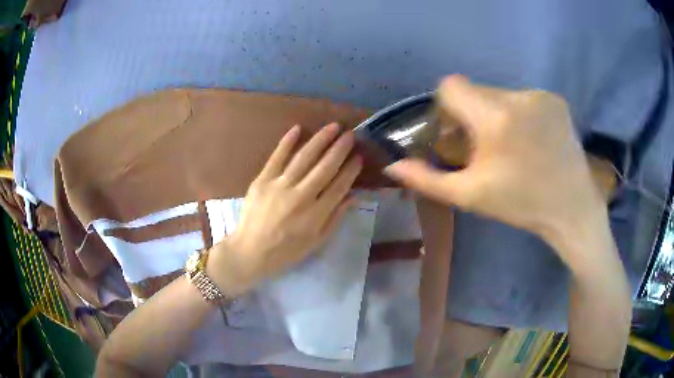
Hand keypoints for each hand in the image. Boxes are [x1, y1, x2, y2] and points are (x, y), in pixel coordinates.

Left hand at [208, 123, 361, 296]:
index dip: (351, 170)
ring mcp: (280, 186)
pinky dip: (287, 142)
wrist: (250, 251)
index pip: (339, 185)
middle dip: (340, 149)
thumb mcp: (316, 241)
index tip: (359, 157)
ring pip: (304, 157)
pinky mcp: (262, 180)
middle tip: (351, 134)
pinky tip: (298, 128)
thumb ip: (336, 218)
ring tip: (334, 126)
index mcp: (316, 214)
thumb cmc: (286, 251)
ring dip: (321, 140)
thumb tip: (354, 196)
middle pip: (325, 167)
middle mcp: (301, 196)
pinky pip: (277, 157)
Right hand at [384, 75, 606, 245]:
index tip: (460, 132)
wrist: (572, 209)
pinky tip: (534, 141)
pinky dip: (522, 114)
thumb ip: (427, 179)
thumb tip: (392, 167)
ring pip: (502, 94)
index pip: (452, 85)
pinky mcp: (556, 100)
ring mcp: (540, 96)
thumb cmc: (521, 204)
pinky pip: (526, 98)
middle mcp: (518, 97)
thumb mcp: (470, 196)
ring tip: (514, 146)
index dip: (448, 106)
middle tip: (488, 146)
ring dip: (499, 114)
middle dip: (474, 113)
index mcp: (494, 118)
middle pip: (478, 90)